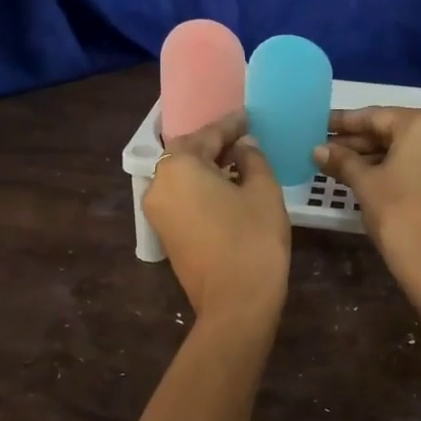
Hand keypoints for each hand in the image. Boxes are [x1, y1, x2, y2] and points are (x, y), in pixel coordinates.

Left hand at [144, 112, 290, 327]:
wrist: (236, 303)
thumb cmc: (253, 239)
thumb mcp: (263, 191)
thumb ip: (253, 159)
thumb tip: (243, 146)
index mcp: (180, 166)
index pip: (208, 135)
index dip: (232, 125)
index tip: (249, 117)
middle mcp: (159, 184)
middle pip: (188, 154)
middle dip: (215, 145)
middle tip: (244, 138)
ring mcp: (158, 211)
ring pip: (183, 177)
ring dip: (208, 168)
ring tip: (239, 162)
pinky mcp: (165, 234)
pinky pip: (182, 198)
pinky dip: (201, 189)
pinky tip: (227, 188)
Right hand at [315, 107, 420, 322]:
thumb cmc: (398, 214)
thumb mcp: (365, 184)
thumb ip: (341, 160)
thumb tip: (317, 149)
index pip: (376, 116)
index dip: (344, 122)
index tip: (319, 125)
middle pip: (393, 130)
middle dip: (358, 140)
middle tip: (325, 147)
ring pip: (406, 147)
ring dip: (373, 154)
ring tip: (337, 163)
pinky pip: (419, 162)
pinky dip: (393, 166)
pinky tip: (364, 174)